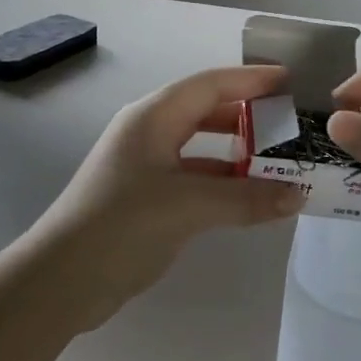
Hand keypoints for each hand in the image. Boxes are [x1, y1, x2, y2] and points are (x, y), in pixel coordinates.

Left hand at [28, 64, 305, 324]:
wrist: (62, 280)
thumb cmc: (121, 226)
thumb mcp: (187, 206)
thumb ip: (245, 198)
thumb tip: (298, 195)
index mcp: (153, 117)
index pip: (210, 84)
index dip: (251, 80)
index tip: (291, 82)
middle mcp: (149, 133)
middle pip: (206, 110)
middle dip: (248, 115)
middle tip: (290, 123)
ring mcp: (146, 165)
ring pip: (202, 146)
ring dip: (239, 151)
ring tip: (280, 159)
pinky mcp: (147, 197)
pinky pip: (195, 176)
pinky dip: (224, 181)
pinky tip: (251, 195)